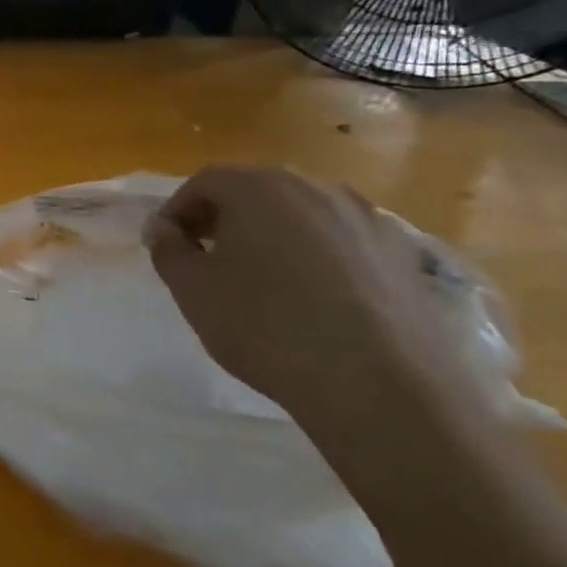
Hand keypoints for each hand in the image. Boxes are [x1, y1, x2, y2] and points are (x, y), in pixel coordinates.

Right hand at [144, 165, 486, 455]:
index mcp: (260, 188)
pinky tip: (314, 299)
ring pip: (303, 214)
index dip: (178, 209)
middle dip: (226, 218)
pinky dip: (318, 256)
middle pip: (257, 191)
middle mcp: (316, 188)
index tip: (167, 244)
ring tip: (262, 280)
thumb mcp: (193, 289)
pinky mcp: (404, 254)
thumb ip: (168, 249)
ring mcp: (368, 218)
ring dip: (274, 235)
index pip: (205, 182)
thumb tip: (162, 227)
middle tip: (208, 258)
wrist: (379, 384)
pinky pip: (343, 241)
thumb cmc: (265, 326)